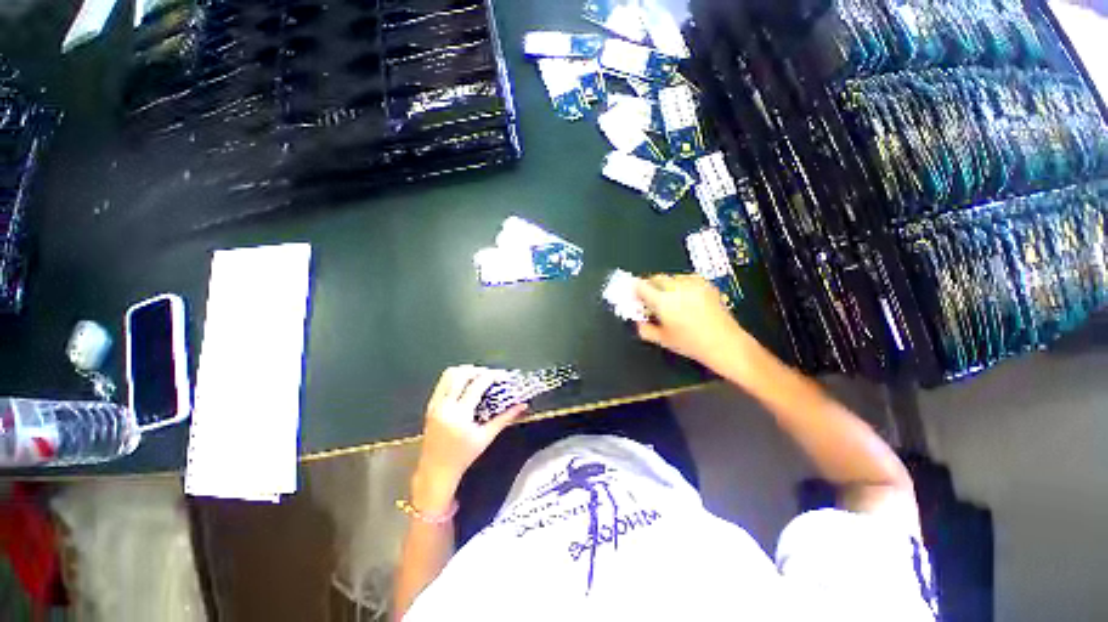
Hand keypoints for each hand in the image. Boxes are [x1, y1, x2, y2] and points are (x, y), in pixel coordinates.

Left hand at [412, 366, 526, 512]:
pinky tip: (465, 385)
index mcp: (460, 415)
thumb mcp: (486, 437)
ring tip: (479, 377)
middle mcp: (445, 406)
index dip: (492, 376)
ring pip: (449, 374)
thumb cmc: (463, 456)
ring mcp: (435, 404)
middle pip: (462, 374)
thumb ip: (505, 418)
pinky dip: (455, 378)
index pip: (477, 384)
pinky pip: (442, 383)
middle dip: (479, 370)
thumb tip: (522, 405)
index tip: (503, 376)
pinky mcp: (430, 406)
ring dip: (466, 371)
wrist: (436, 471)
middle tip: (492, 376)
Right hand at [634, 274, 752, 369]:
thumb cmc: (692, 343)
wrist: (725, 343)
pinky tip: (685, 299)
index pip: (641, 286)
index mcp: (663, 301)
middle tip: (649, 299)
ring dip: (665, 285)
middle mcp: (677, 288)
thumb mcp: (662, 339)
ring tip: (670, 300)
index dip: (634, 289)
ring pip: (671, 277)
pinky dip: (681, 285)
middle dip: (650, 286)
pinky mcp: (706, 284)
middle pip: (655, 278)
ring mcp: (693, 284)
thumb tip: (638, 321)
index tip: (633, 294)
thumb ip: (644, 328)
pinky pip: (687, 279)